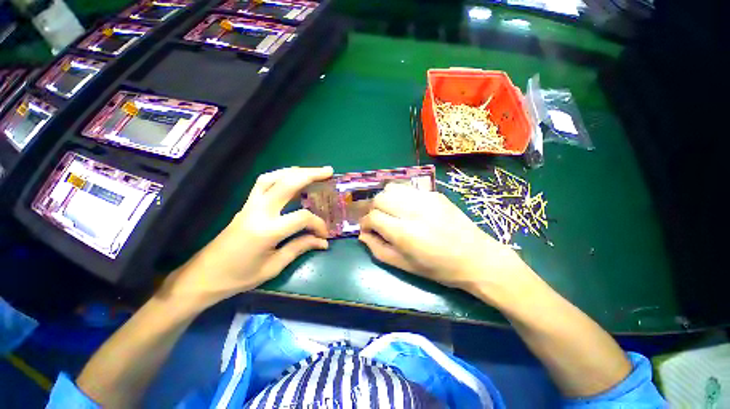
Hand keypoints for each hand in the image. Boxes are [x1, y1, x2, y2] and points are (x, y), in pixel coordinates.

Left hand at [161, 167, 332, 308]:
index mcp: (267, 230)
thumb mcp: (273, 266)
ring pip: (272, 177)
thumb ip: (300, 248)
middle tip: (328, 171)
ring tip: (311, 172)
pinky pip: (263, 182)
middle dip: (311, 175)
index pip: (302, 217)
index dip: (318, 224)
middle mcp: (258, 211)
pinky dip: (279, 175)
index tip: (324, 235)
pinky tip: (289, 179)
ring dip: (294, 171)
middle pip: (287, 183)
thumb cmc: (238, 277)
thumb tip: (323, 242)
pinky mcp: (245, 205)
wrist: (203, 276)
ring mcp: (250, 205)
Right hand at [359, 183, 537, 304]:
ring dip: (385, 199)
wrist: (476, 258)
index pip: (372, 217)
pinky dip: (401, 196)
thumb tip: (363, 235)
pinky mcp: (435, 194)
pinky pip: (408, 189)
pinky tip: (407, 208)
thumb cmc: (439, 268)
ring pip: (392, 188)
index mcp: (404, 233)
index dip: (364, 223)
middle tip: (378, 220)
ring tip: (390, 211)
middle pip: (379, 198)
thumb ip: (378, 249)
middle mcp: (412, 211)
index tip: (367, 229)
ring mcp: (425, 199)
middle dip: (372, 209)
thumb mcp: (404, 266)